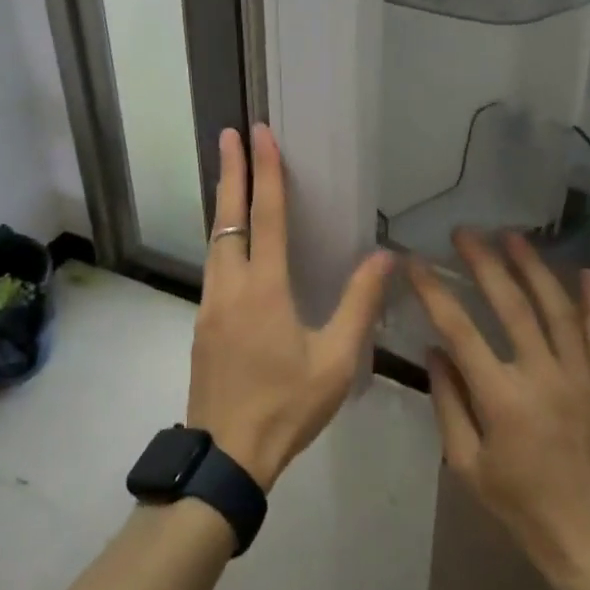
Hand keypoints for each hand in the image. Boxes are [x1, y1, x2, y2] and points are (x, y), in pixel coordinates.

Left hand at [186, 125, 394, 490]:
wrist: (224, 456)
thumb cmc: (286, 407)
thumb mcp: (335, 361)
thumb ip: (360, 304)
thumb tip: (386, 257)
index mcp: (264, 289)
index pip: (266, 216)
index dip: (267, 172)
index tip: (260, 135)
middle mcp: (231, 285)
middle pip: (228, 217)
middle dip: (231, 171)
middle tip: (229, 133)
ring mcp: (210, 303)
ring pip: (215, 239)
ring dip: (223, 202)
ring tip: (230, 174)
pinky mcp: (202, 322)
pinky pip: (212, 263)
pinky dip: (221, 235)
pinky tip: (230, 240)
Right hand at [411, 230, 589, 589]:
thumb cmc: (520, 504)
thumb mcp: (467, 464)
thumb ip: (447, 403)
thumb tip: (434, 351)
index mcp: (502, 399)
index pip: (459, 330)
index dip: (434, 292)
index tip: (415, 262)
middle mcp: (542, 377)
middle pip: (511, 306)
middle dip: (485, 263)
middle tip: (465, 232)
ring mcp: (581, 378)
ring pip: (558, 310)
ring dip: (534, 268)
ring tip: (513, 237)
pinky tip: (587, 272)